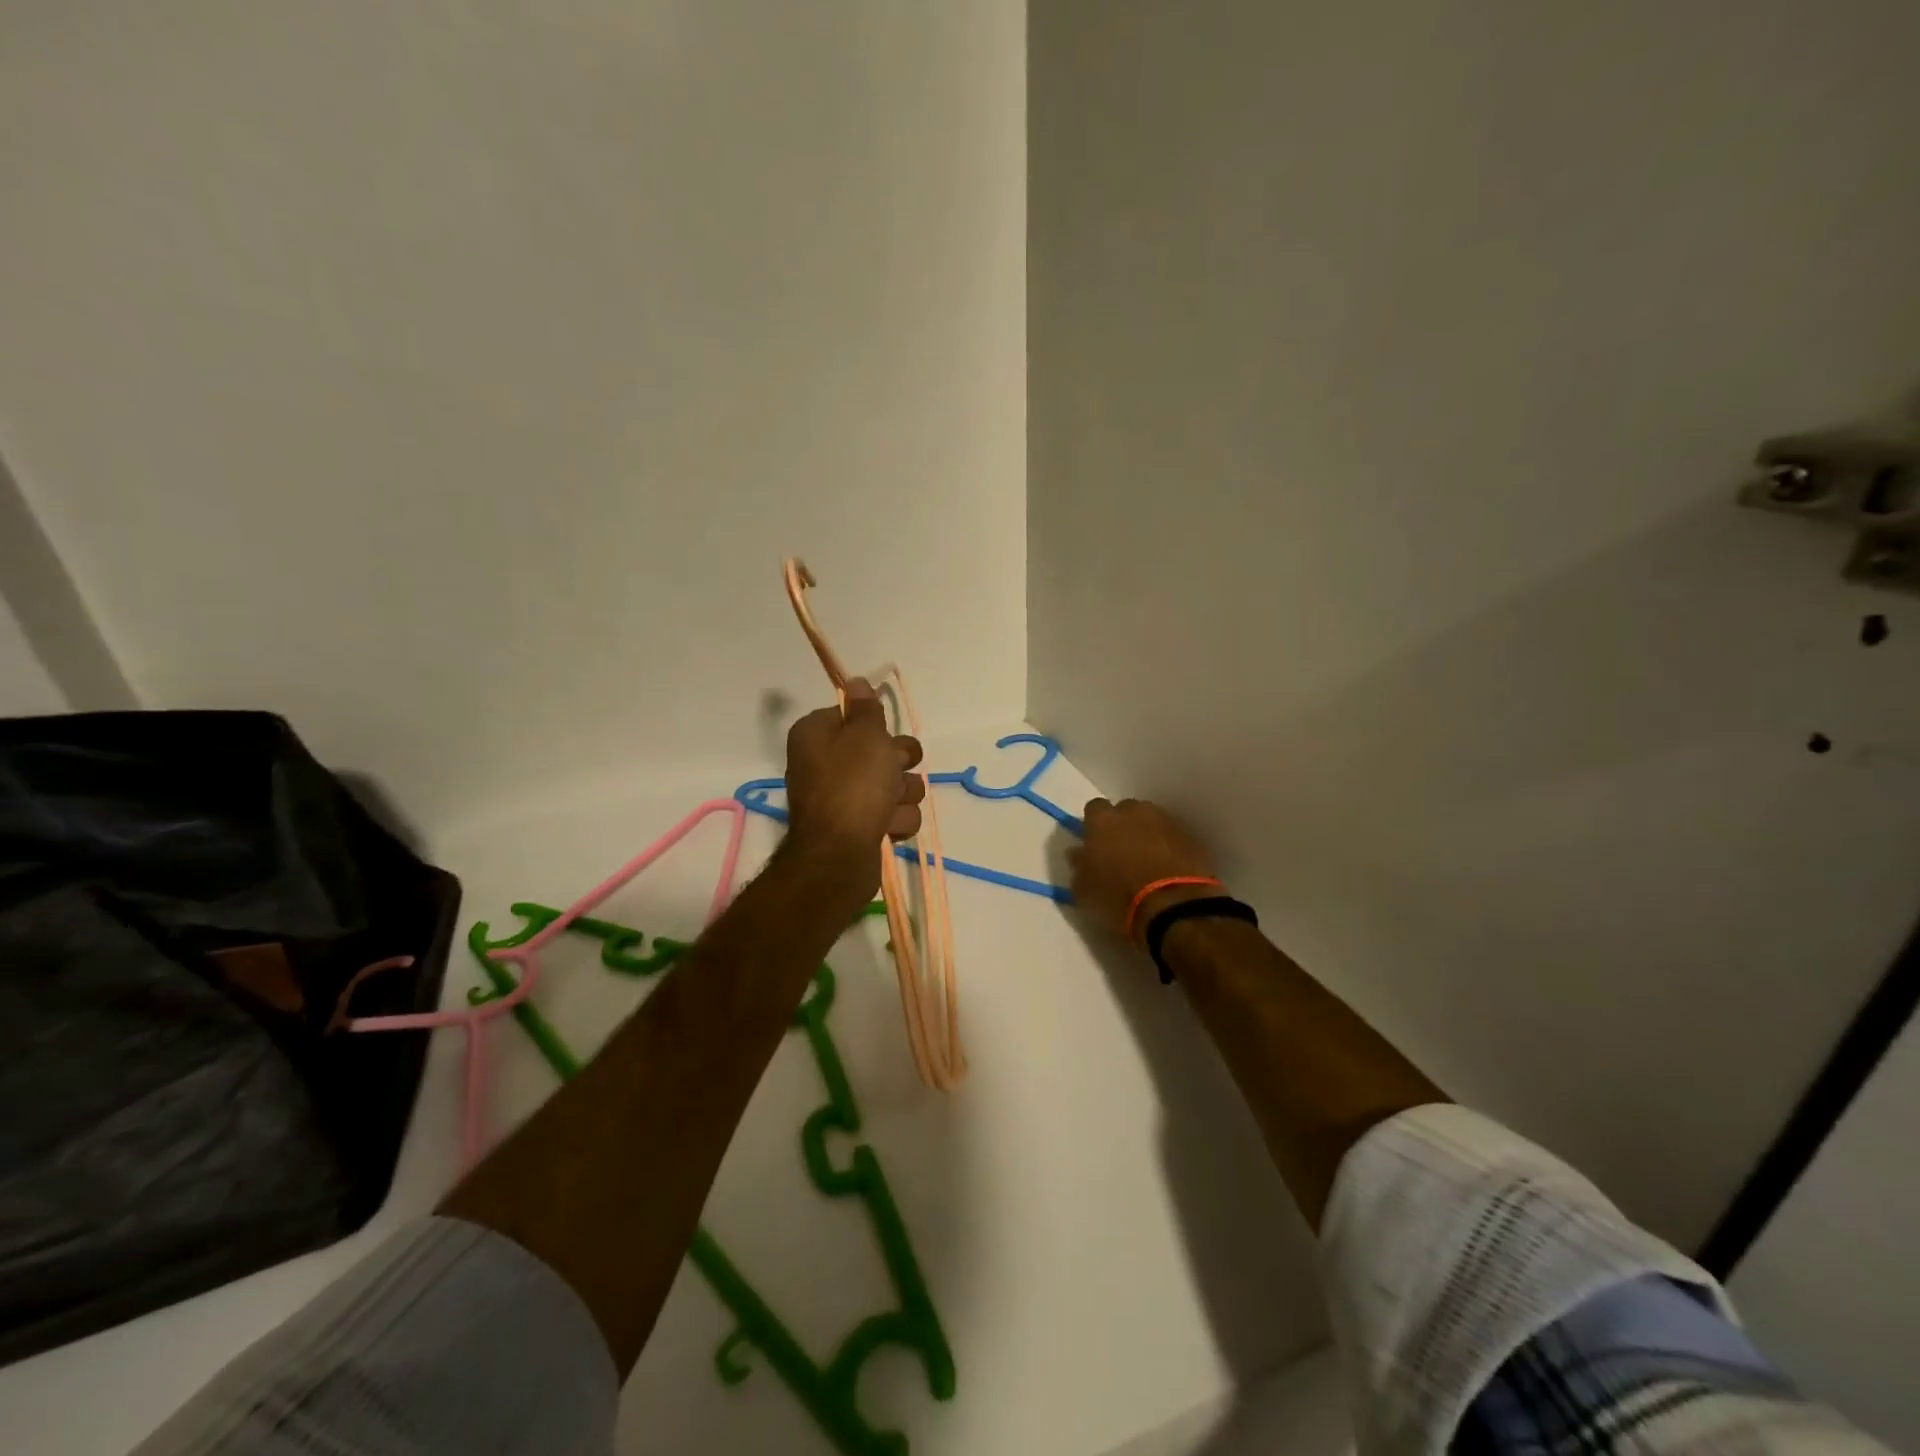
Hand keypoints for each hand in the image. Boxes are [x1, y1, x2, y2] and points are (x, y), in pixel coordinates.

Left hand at [784, 679, 926, 880]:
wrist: (840, 857)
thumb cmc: (852, 787)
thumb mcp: (865, 736)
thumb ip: (866, 708)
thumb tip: (856, 681)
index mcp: (817, 735)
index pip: (853, 716)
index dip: (875, 727)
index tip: (882, 736)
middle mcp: (826, 763)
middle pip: (882, 749)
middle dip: (899, 762)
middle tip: (893, 770)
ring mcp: (843, 798)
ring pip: (895, 784)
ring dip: (902, 794)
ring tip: (890, 807)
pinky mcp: (860, 827)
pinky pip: (893, 813)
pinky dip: (896, 820)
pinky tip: (888, 828)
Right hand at [1071, 797, 1219, 940]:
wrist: (1173, 906)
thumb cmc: (1118, 897)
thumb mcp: (1083, 889)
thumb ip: (1078, 865)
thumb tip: (1077, 853)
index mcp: (1103, 820)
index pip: (1094, 808)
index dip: (1095, 825)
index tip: (1096, 842)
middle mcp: (1134, 812)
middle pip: (1125, 810)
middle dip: (1123, 825)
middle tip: (1122, 851)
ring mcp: (1165, 821)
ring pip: (1152, 820)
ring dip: (1148, 833)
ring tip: (1148, 859)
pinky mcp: (1190, 836)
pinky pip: (1173, 835)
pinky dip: (1169, 846)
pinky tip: (1167, 866)